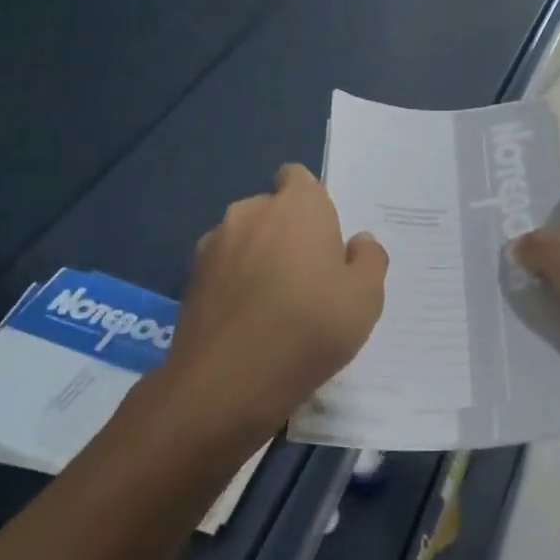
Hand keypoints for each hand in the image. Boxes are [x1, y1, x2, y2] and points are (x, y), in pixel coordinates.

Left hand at [153, 164, 387, 440]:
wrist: (228, 382)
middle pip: (271, 210)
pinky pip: (223, 269)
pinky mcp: (190, 279)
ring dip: (259, 258)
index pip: (298, 177)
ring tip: (276, 305)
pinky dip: (235, 284)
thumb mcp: (366, 298)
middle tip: (310, 278)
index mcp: (297, 206)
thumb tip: (358, 242)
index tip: (325, 238)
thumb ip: (369, 259)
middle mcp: (250, 213)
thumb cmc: (310, 328)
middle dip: (288, 233)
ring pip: (244, 240)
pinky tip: (249, 322)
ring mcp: (213, 246)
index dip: (312, 202)